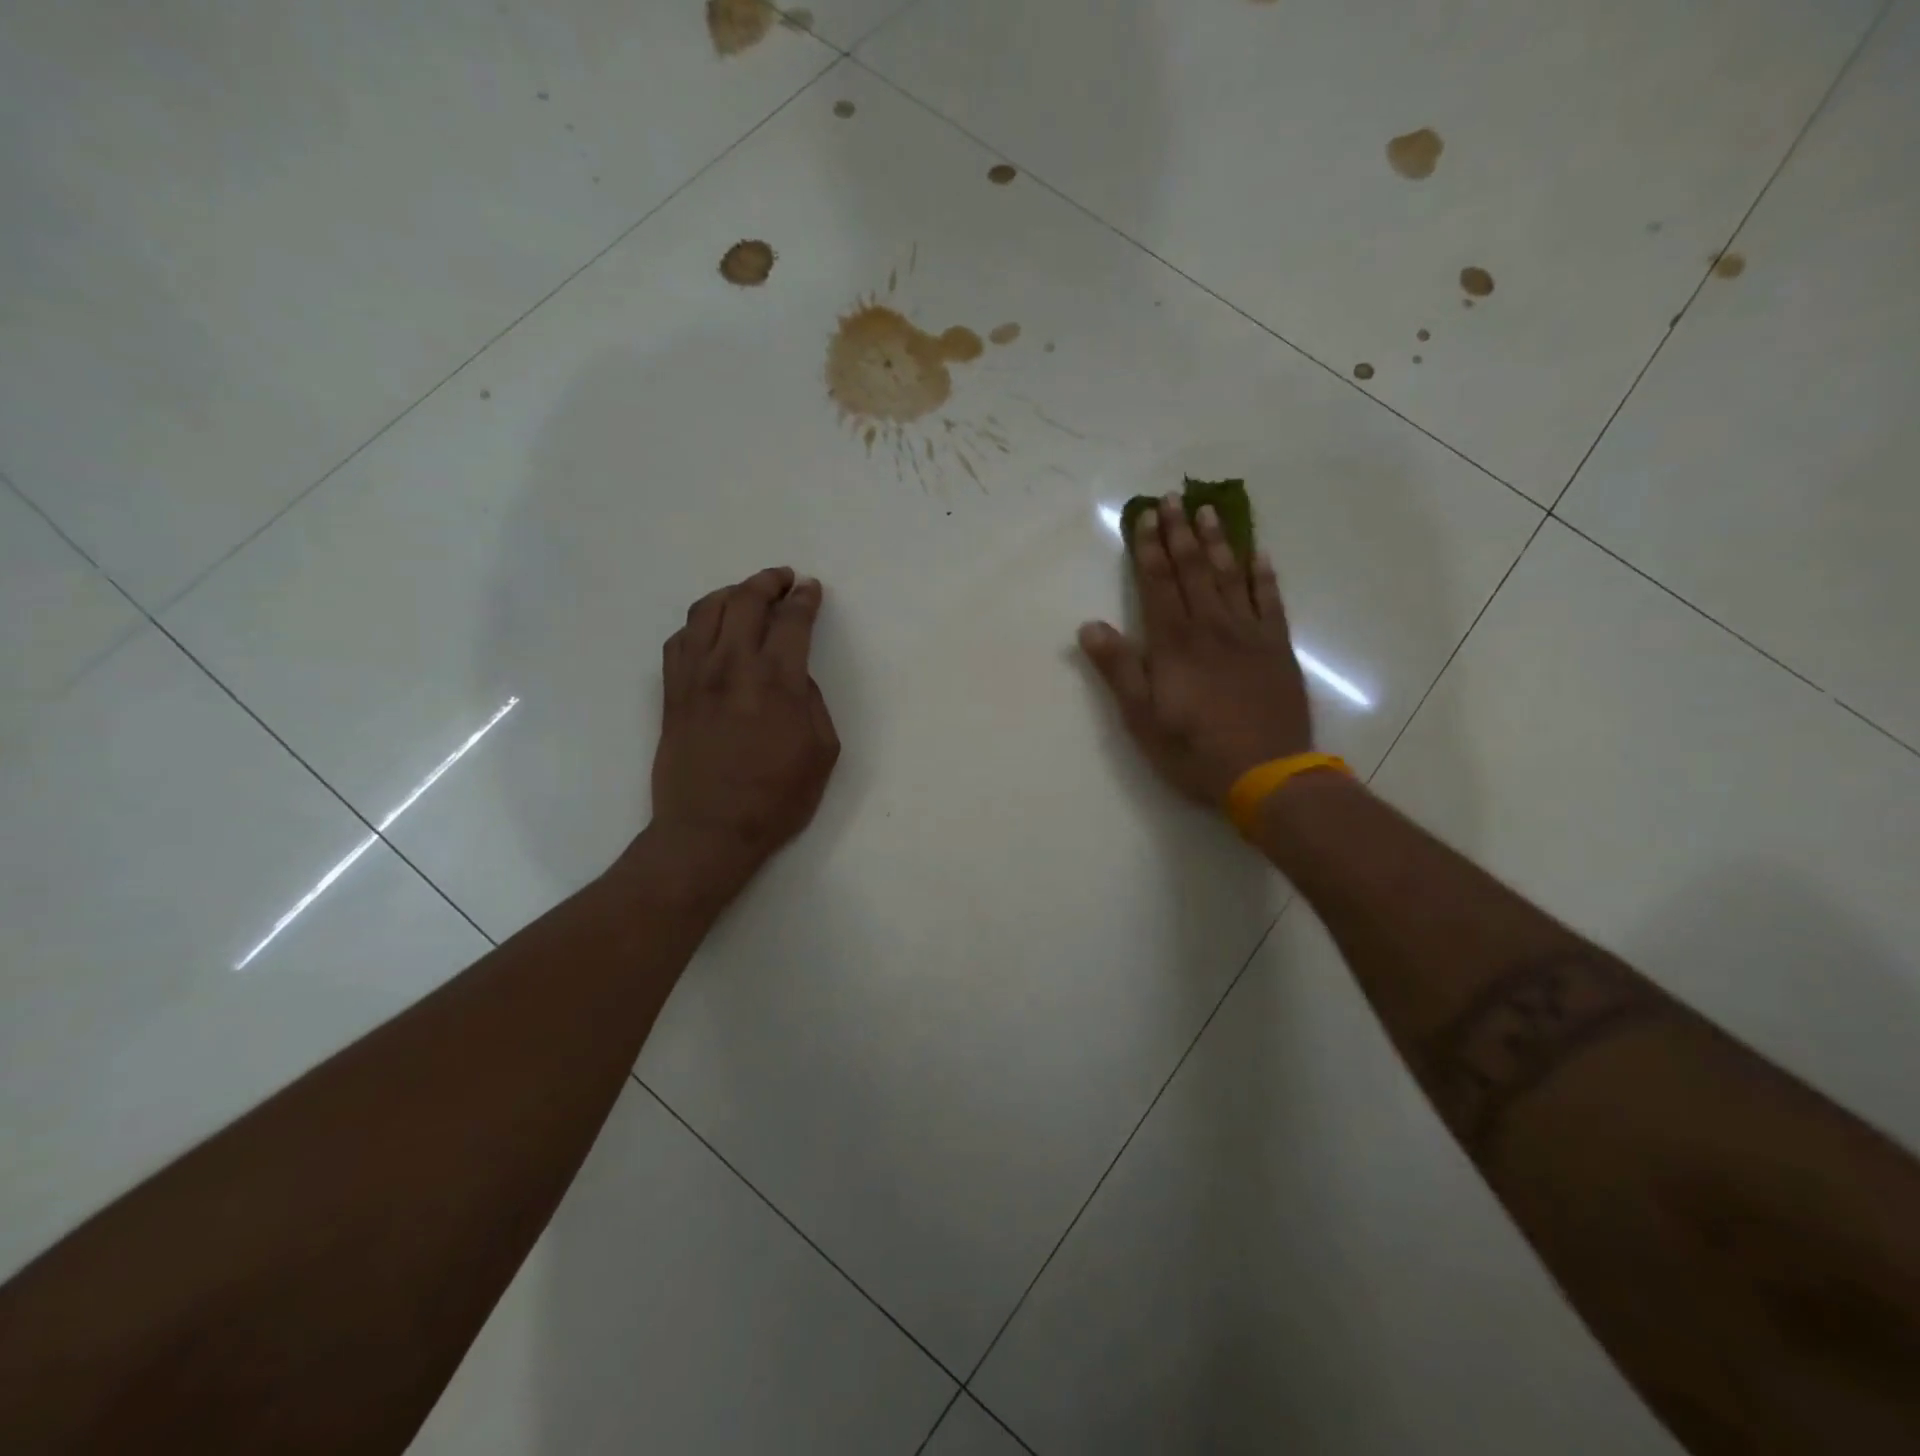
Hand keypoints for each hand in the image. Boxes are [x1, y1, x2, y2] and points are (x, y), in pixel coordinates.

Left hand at [649, 567, 840, 901]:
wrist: (709, 830)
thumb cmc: (777, 798)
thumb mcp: (823, 752)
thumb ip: (813, 702)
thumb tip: (795, 676)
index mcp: (776, 681)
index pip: (791, 621)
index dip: (804, 599)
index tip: (811, 589)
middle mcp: (732, 666)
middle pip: (745, 601)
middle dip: (768, 582)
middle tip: (784, 580)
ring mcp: (695, 677)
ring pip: (706, 611)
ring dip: (731, 594)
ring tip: (746, 596)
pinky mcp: (671, 693)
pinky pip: (680, 639)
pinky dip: (698, 623)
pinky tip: (710, 629)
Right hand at [1079, 494, 1311, 805]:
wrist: (1267, 773)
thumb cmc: (1194, 750)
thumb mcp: (1141, 718)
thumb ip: (1118, 669)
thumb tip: (1089, 626)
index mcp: (1174, 643)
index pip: (1158, 583)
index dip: (1149, 548)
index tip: (1145, 515)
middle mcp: (1211, 627)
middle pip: (1193, 570)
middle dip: (1180, 532)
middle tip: (1174, 497)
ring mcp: (1249, 635)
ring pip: (1230, 576)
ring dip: (1218, 542)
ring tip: (1209, 510)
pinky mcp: (1277, 649)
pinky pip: (1270, 601)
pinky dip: (1263, 575)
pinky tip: (1258, 554)